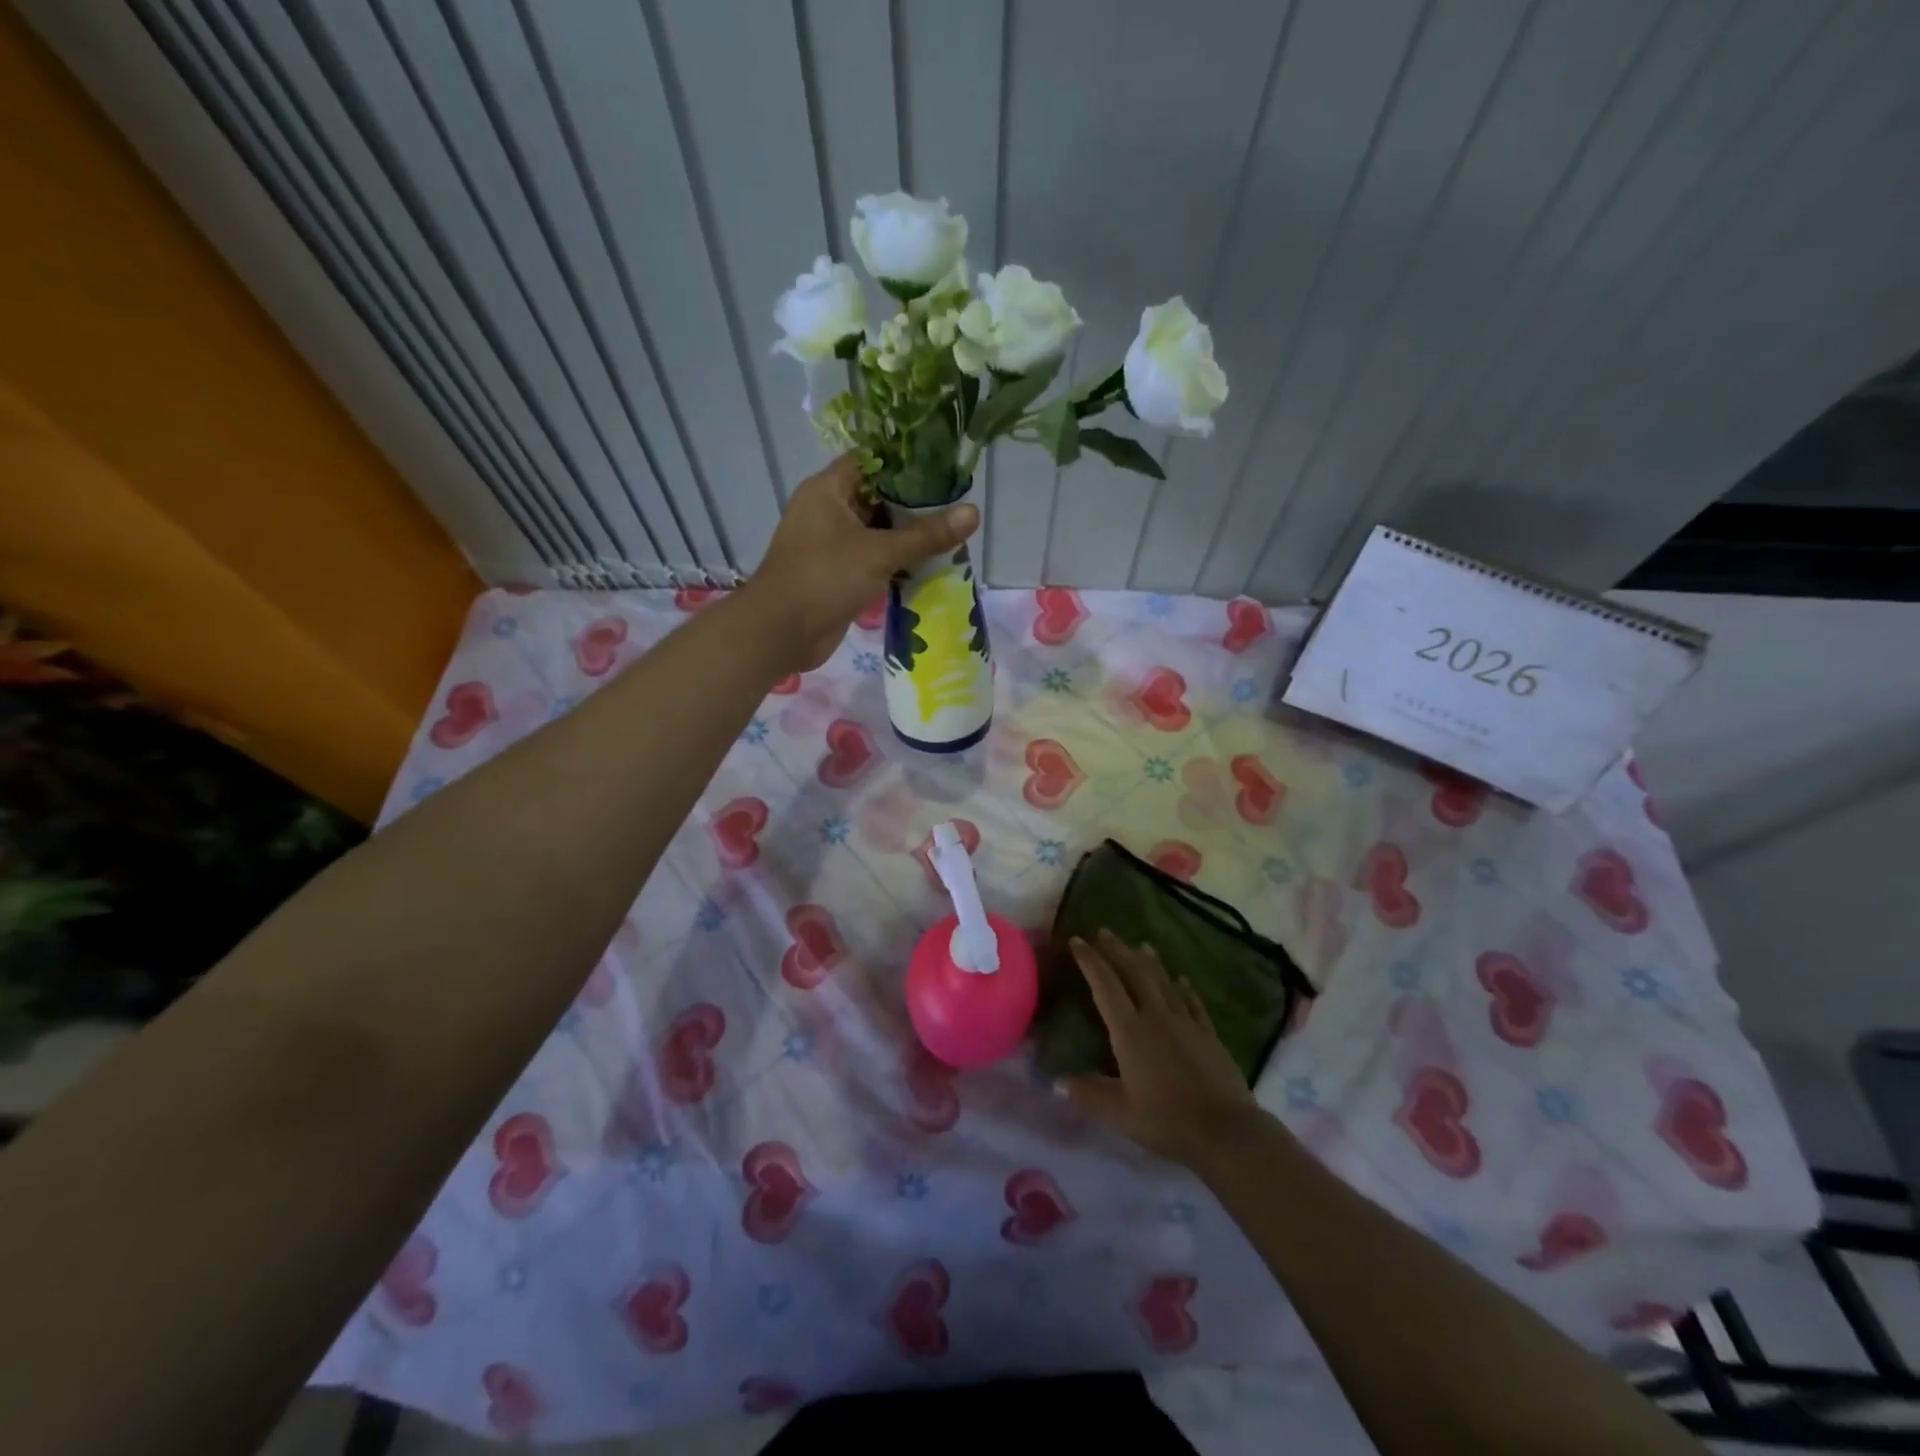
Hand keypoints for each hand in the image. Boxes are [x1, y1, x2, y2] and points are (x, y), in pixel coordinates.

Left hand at [742, 454, 979, 672]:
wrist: (781, 633)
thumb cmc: (824, 578)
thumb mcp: (879, 553)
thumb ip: (927, 535)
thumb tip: (974, 512)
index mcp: (828, 490)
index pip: (871, 460)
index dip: (906, 460)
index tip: (943, 466)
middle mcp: (828, 511)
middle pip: (878, 497)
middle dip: (915, 504)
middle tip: (956, 506)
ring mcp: (831, 544)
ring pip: (877, 532)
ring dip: (909, 537)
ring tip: (952, 537)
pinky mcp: (837, 574)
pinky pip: (873, 560)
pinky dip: (897, 563)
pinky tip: (930, 568)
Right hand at [1059, 930, 1262, 1168]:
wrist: (1226, 1131)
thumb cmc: (1166, 1121)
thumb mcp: (1119, 1114)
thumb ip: (1088, 1094)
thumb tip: (1056, 1082)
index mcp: (1130, 1031)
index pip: (1105, 986)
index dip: (1090, 961)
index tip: (1077, 941)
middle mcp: (1156, 1017)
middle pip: (1134, 973)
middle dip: (1117, 951)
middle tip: (1104, 932)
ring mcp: (1186, 1023)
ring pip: (1164, 982)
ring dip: (1150, 962)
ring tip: (1140, 945)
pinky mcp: (1208, 1035)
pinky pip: (1192, 1002)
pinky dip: (1184, 988)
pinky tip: (1181, 979)